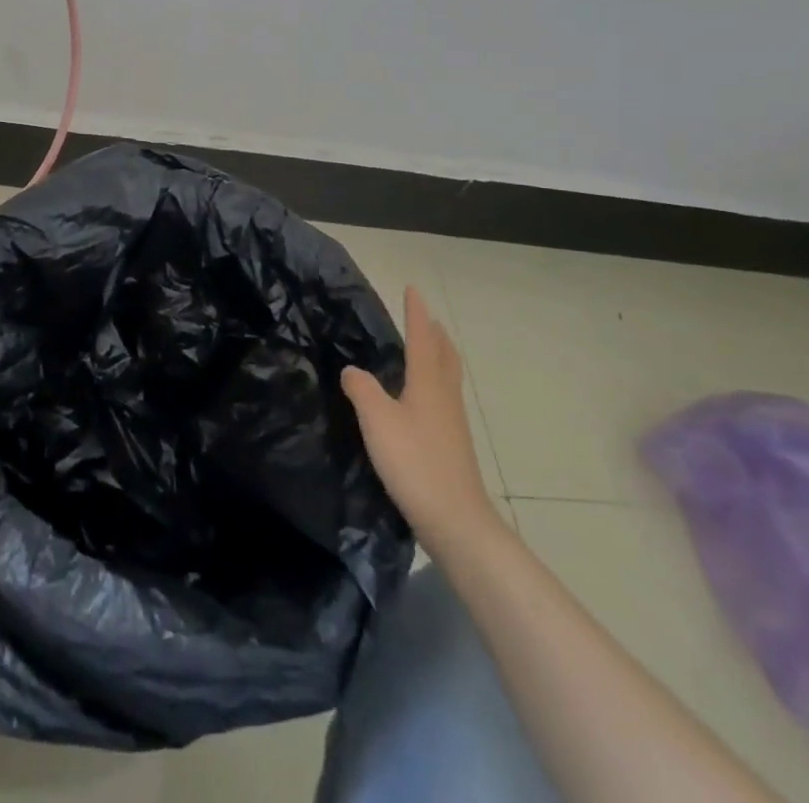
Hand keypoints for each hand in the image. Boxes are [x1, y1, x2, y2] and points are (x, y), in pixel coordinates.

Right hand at [343, 286, 499, 543]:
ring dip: (437, 356)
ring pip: (446, 376)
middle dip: (434, 333)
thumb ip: (361, 389)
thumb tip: (352, 370)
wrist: (455, 520)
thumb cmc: (415, 462)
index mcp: (428, 383)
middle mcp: (444, 395)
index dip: (416, 313)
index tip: (413, 289)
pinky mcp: (452, 444)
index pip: (421, 338)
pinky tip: (419, 398)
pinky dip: (433, 382)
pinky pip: (443, 397)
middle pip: (444, 354)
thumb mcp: (377, 420)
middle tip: (424, 318)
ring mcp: (452, 421)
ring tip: (424, 350)